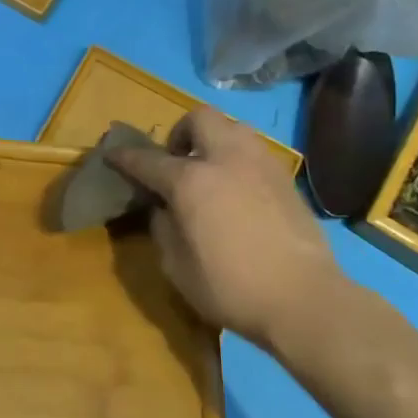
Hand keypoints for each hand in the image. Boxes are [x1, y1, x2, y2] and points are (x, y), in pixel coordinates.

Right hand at [107, 107, 342, 347]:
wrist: (305, 299)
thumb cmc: (232, 287)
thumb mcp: (177, 267)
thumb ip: (163, 228)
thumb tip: (164, 209)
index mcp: (191, 180)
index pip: (148, 160)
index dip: (126, 157)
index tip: (112, 154)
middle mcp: (226, 158)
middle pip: (199, 118)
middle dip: (181, 132)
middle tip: (176, 161)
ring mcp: (261, 164)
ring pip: (232, 127)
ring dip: (213, 140)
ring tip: (209, 171)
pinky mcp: (286, 178)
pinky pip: (254, 151)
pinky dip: (237, 159)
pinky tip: (238, 190)